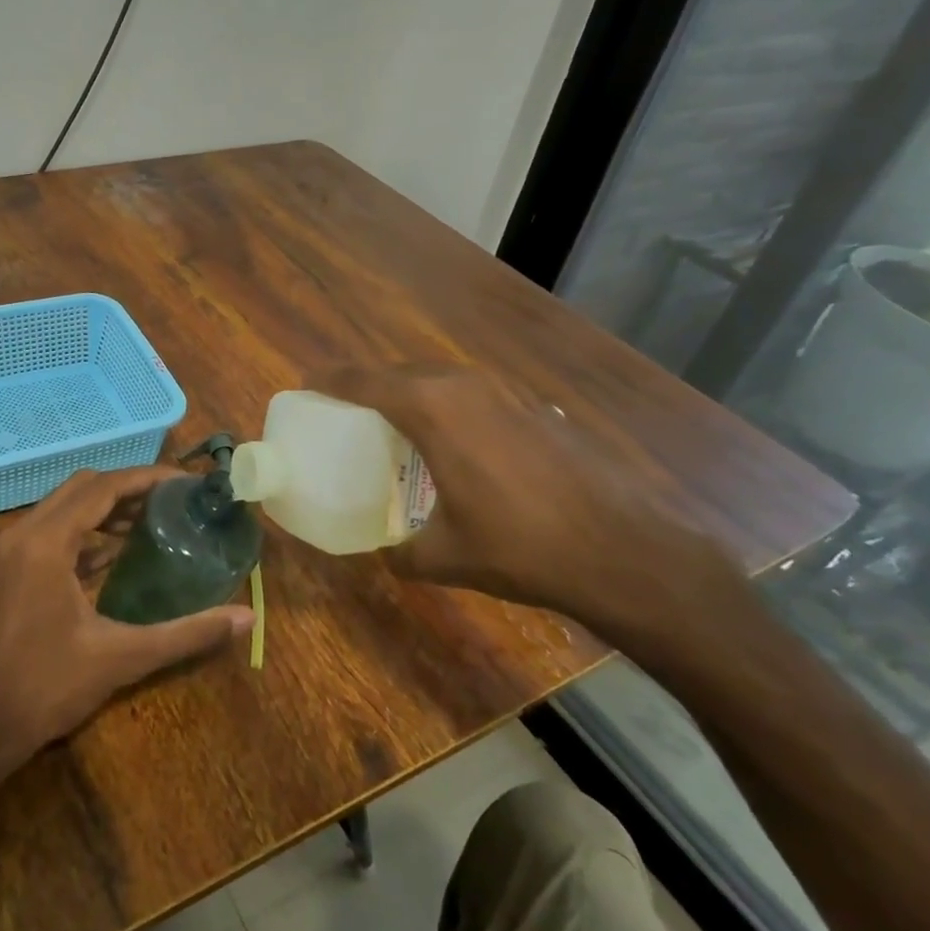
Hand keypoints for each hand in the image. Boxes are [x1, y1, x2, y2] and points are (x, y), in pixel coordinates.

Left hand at [0, 466, 255, 768]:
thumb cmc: (48, 687)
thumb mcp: (123, 657)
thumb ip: (187, 634)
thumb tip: (246, 618)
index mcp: (47, 542)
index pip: (103, 488)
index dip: (146, 478)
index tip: (185, 483)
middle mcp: (24, 533)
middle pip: (83, 488)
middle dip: (129, 487)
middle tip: (172, 501)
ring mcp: (12, 550)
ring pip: (65, 506)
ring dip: (106, 507)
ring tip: (152, 519)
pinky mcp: (11, 569)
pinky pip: (53, 530)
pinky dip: (86, 530)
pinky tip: (116, 552)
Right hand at [311, 364, 740, 649]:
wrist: (623, 550)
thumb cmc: (520, 546)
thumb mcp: (445, 557)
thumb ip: (401, 553)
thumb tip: (384, 556)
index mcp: (432, 409)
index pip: (364, 381)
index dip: (330, 380)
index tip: (307, 385)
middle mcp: (466, 387)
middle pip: (401, 374)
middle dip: (369, 387)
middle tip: (347, 413)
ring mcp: (507, 393)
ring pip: (441, 380)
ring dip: (412, 395)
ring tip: (395, 427)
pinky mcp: (535, 408)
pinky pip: (473, 396)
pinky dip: (450, 408)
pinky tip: (456, 446)